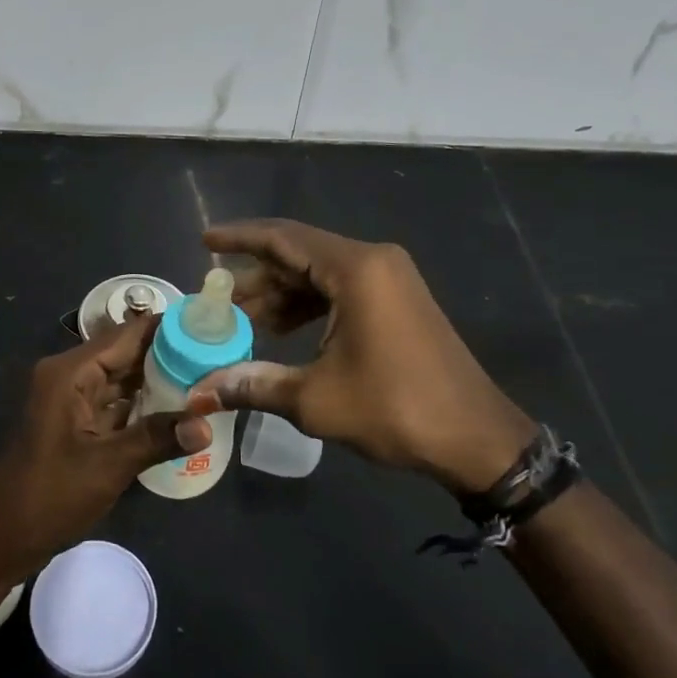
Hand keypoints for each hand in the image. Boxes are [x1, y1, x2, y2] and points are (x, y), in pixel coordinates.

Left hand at [0, 316, 211, 597]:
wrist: (0, 538)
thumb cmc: (48, 496)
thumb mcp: (108, 467)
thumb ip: (157, 439)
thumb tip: (207, 424)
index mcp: (71, 372)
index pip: (127, 334)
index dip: (168, 328)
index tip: (211, 326)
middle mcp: (70, 375)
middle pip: (127, 353)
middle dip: (170, 355)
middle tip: (219, 355)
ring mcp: (72, 398)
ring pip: (123, 378)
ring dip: (160, 380)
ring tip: (209, 377)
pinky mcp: (76, 421)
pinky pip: (115, 402)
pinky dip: (143, 404)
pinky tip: (179, 409)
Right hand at [187, 218, 535, 495]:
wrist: (478, 440)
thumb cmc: (395, 409)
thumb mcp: (316, 399)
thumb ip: (253, 384)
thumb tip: (198, 394)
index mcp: (355, 269)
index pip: (283, 237)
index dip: (239, 238)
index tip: (204, 242)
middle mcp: (373, 261)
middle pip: (299, 254)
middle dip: (257, 277)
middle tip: (218, 301)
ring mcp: (390, 279)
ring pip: (319, 273)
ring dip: (281, 295)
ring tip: (245, 322)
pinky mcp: (398, 301)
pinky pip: (340, 289)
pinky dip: (308, 305)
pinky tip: (284, 331)